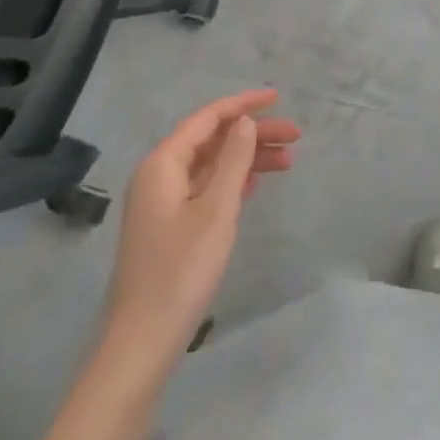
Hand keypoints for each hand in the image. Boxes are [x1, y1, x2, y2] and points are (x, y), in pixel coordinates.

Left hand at [102, 89, 300, 361]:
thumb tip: (245, 121)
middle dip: (253, 134)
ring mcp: (164, 202)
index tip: (278, 98)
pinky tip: (257, 183)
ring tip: (288, 162)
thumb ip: (233, 160)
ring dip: (247, 159)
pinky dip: (233, 181)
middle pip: (212, 140)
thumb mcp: (216, 210)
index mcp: (163, 163)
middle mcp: (160, 175)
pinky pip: (207, 188)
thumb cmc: (181, 270)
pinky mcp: (171, 226)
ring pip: (212, 165)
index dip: (243, 104)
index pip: (208, 118)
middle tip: (296, 137)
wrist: (143, 341)